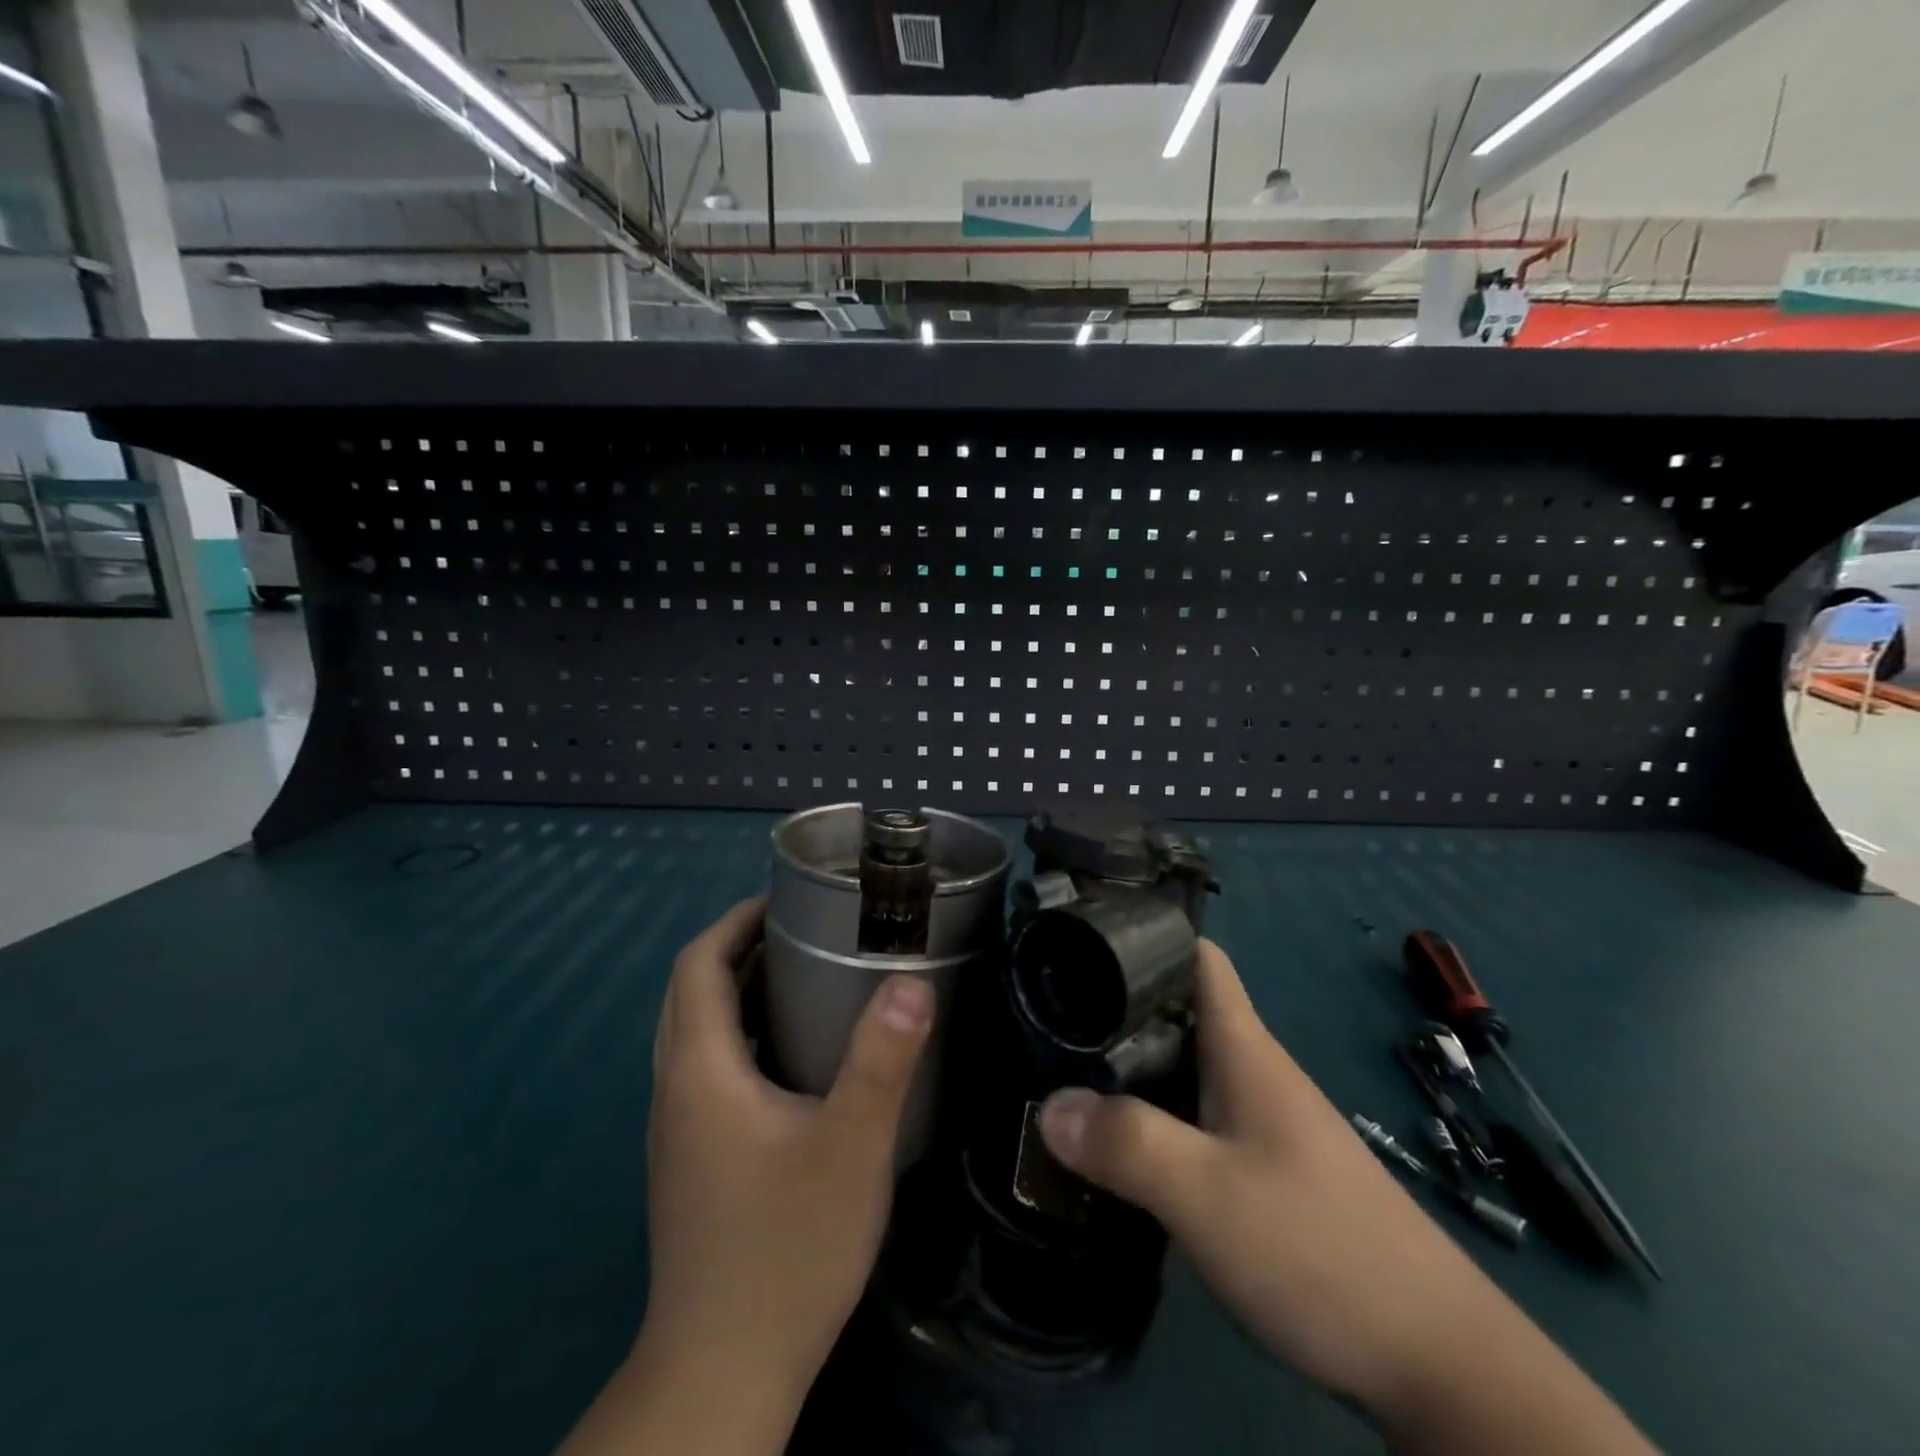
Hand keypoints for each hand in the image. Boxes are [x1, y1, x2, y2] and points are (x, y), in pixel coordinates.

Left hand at [633, 898, 932, 1421]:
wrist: (724, 1371)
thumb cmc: (787, 1247)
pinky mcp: (690, 1160)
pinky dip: (735, 1034)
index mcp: (700, 1070)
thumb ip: (882, 1060)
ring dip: (733, 990)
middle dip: (735, 948)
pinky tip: (789, 1055)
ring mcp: (677, 1129)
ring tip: (800, 976)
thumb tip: (912, 980)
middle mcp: (675, 1089)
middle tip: (801, 930)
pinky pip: (703, 1068)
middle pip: (688, 992)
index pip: (695, 965)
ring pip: (692, 1031)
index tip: (784, 900)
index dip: (734, 922)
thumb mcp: (851, 1146)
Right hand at [1037, 942, 1650, 1453]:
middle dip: (1118, 1008)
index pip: (1198, 959)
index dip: (1146, 938)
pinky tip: (1121, 1149)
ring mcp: (1264, 1125)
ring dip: (1132, 1068)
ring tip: (1065, 1076)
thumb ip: (1126, 1144)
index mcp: (1245, 1051)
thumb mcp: (1207, 1195)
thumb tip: (1048, 1105)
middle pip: (1180, 1013)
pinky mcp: (1267, 1173)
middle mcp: (1254, 1074)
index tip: (1083, 942)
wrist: (1439, 1363)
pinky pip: (1196, 1120)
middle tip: (1048, 1018)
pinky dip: (1155, 1118)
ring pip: (1185, 1070)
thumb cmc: (1320, 1249)